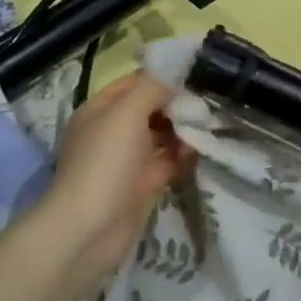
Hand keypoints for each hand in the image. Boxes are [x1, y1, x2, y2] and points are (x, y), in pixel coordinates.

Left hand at [38, 72, 194, 284]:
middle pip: (152, 108)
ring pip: (162, 135)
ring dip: (185, 130)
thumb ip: (153, 87)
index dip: (165, 75)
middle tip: (211, 100)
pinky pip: (168, 162)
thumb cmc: (104, 163)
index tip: (199, 72)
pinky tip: (202, 151)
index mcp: (101, 110)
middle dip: (179, 104)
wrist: (88, 231)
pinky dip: (184, 156)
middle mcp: (113, 131)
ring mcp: (127, 160)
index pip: (137, 81)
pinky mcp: (142, 185)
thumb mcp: (127, 114)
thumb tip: (176, 69)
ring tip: (212, 124)